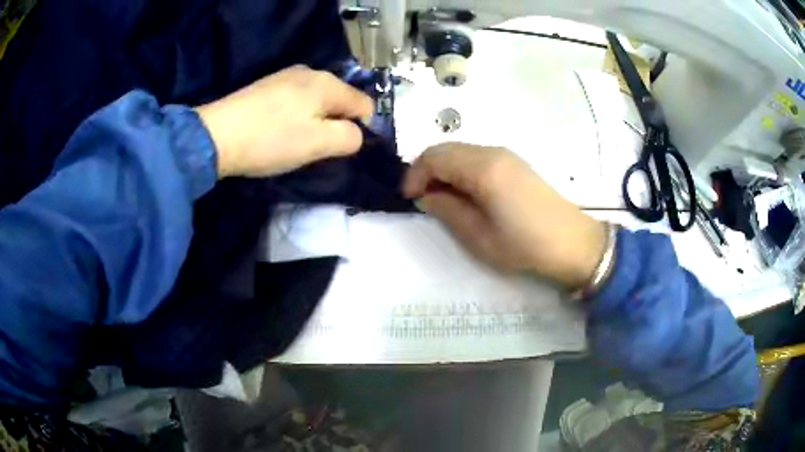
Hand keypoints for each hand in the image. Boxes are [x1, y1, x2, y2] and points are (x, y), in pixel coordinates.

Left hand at [196, 65, 373, 178]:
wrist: (215, 136)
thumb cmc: (271, 140)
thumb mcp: (319, 144)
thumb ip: (350, 138)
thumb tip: (356, 134)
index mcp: (328, 83)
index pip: (365, 105)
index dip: (360, 129)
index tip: (339, 149)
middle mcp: (311, 72)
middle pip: (340, 101)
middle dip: (335, 124)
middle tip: (314, 148)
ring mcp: (286, 76)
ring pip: (317, 101)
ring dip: (314, 121)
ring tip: (293, 141)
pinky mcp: (267, 86)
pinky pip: (296, 100)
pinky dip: (295, 116)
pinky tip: (277, 130)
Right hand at [403, 143, 606, 289]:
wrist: (572, 244)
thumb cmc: (524, 245)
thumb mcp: (478, 236)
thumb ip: (447, 210)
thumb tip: (427, 195)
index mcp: (482, 168)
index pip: (434, 156)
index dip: (414, 175)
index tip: (408, 199)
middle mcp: (493, 152)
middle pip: (446, 148)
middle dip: (426, 170)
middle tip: (422, 199)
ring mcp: (506, 155)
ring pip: (461, 151)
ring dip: (444, 169)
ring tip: (442, 199)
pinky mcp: (515, 163)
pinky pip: (477, 157)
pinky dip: (461, 170)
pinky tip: (466, 194)